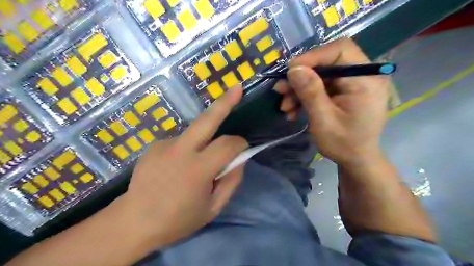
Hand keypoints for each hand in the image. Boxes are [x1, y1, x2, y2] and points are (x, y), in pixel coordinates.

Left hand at [121, 87, 248, 246]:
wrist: (133, 222)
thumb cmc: (178, 220)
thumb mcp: (213, 208)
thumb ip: (231, 182)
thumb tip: (239, 159)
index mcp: (197, 170)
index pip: (228, 145)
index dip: (240, 144)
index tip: (243, 149)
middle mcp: (180, 150)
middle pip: (207, 119)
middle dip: (225, 102)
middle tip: (237, 88)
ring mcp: (164, 144)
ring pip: (195, 133)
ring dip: (204, 142)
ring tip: (194, 166)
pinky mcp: (154, 144)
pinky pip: (181, 142)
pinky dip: (187, 149)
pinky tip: (176, 167)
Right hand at [274, 38, 392, 166]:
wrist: (356, 160)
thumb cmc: (343, 144)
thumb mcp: (323, 120)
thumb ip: (311, 92)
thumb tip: (294, 68)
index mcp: (365, 79)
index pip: (340, 50)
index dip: (312, 56)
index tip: (289, 71)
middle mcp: (362, 75)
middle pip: (327, 62)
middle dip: (300, 77)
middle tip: (280, 90)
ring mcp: (353, 83)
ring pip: (320, 75)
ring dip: (299, 89)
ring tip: (285, 106)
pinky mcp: (344, 91)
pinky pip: (321, 86)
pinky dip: (305, 96)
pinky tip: (293, 109)